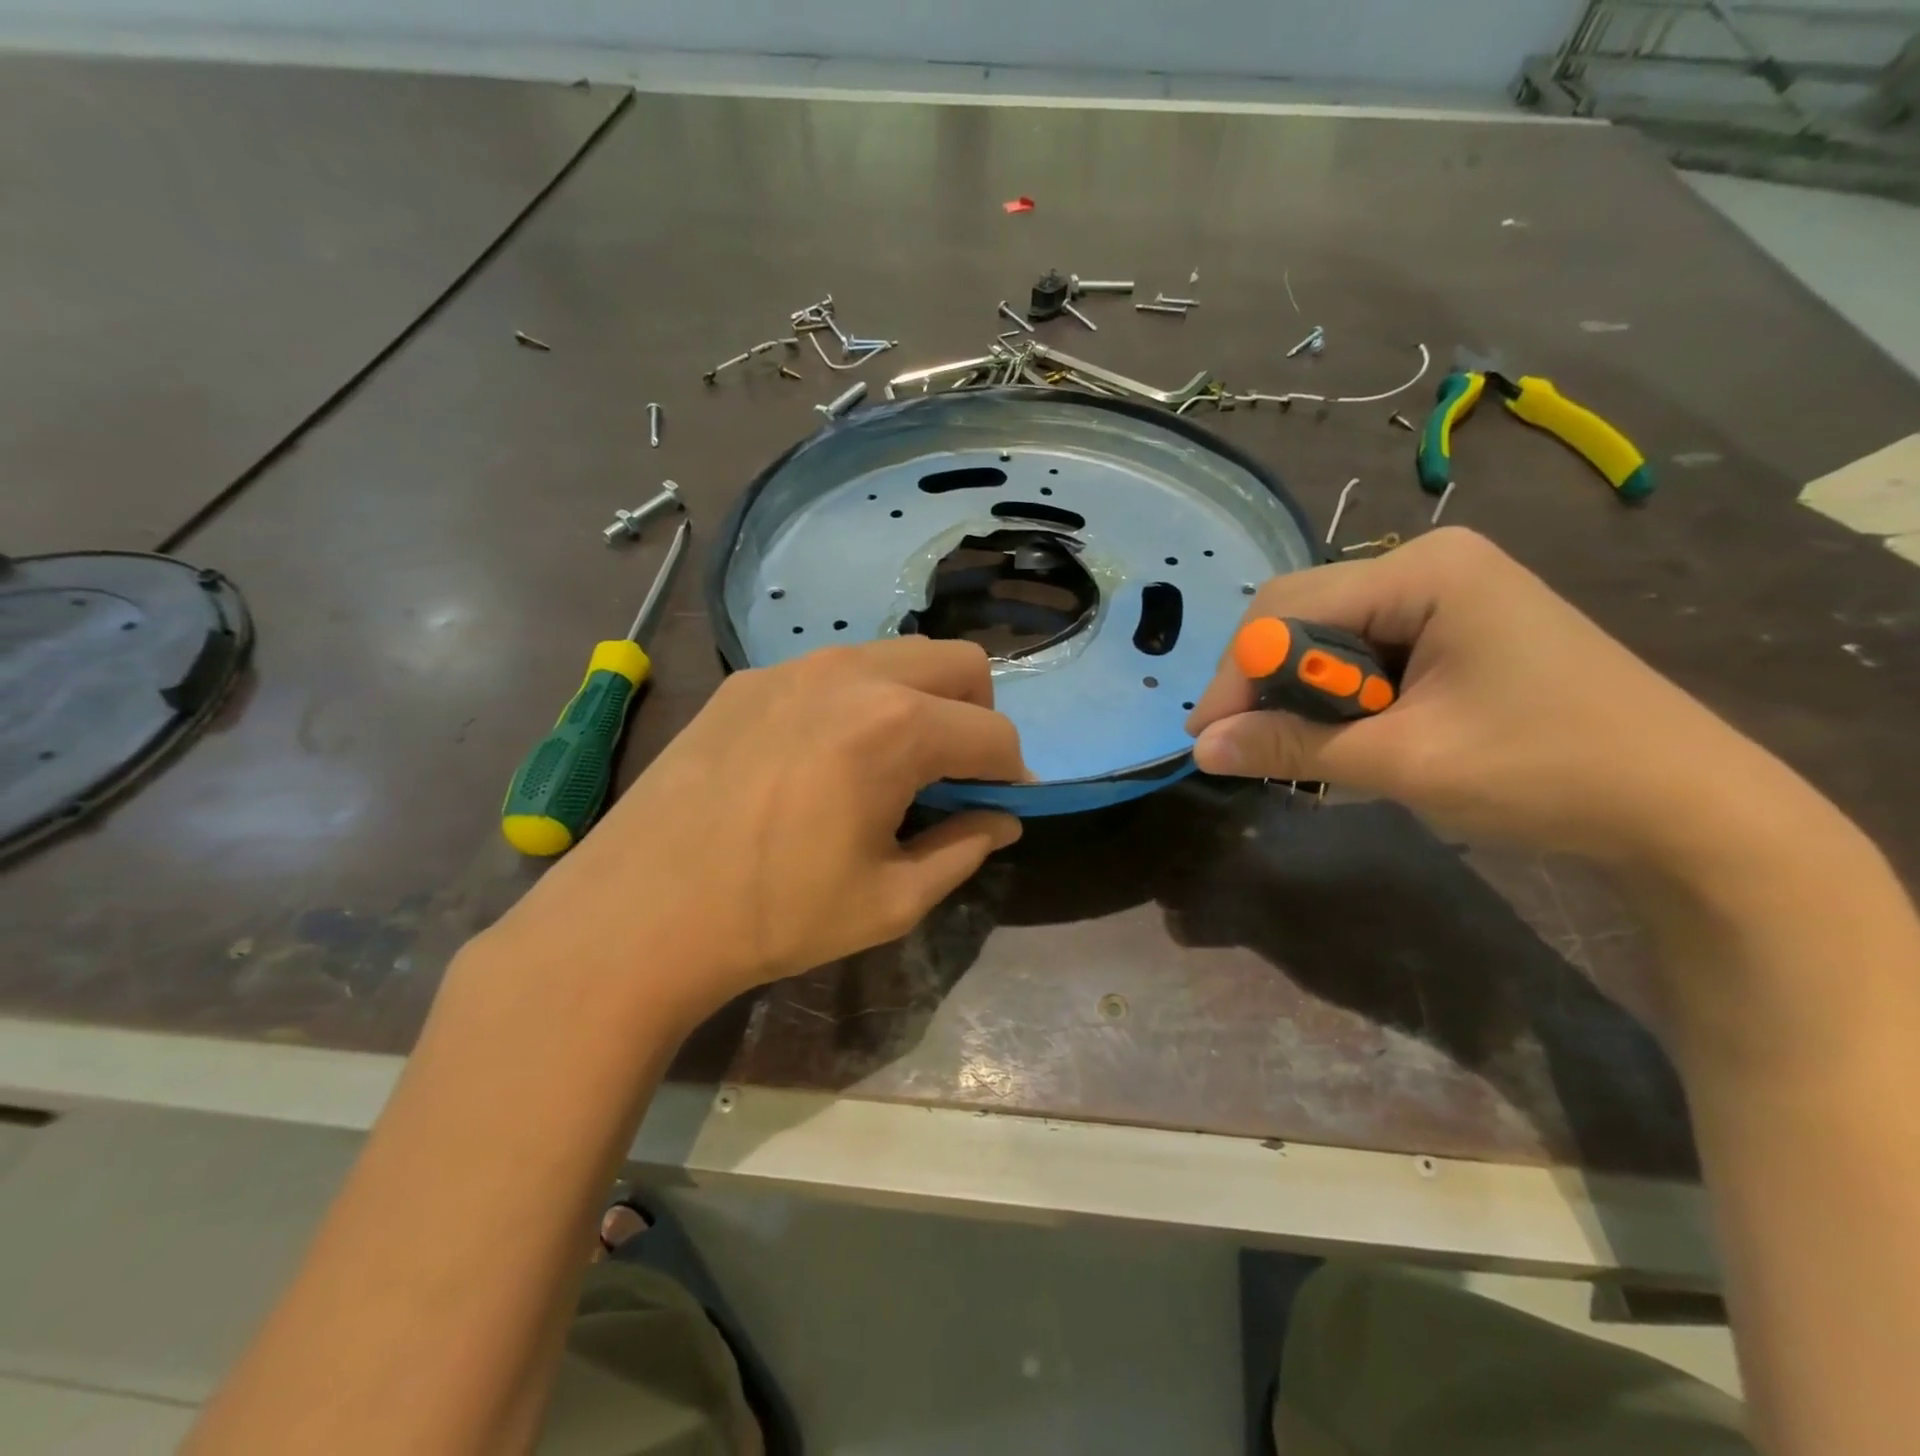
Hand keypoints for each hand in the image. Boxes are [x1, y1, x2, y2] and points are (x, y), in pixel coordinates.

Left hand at [484, 638, 1025, 1027]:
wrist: (638, 914)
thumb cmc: (775, 916)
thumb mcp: (890, 900)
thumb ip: (964, 850)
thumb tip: (1003, 819)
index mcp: (895, 727)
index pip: (993, 734)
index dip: (1013, 774)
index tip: (1003, 806)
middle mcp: (851, 673)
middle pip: (960, 663)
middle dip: (978, 717)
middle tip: (953, 775)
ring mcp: (793, 666)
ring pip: (897, 656)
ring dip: (921, 701)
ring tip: (890, 765)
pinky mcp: (748, 678)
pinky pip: (834, 670)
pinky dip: (860, 701)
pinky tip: (823, 759)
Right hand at [1185, 528, 1809, 873]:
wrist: (1686, 809)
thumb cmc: (1546, 770)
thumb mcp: (1402, 761)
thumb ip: (1291, 747)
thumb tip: (1201, 748)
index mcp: (1423, 570)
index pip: (1287, 609)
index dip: (1236, 674)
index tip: (1206, 738)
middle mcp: (1428, 564)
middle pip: (1303, 613)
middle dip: (1266, 682)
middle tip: (1241, 745)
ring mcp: (1446, 593)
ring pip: (1329, 636)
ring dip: (1302, 694)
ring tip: (1292, 749)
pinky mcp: (1455, 628)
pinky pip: (1365, 652)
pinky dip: (1340, 697)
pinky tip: (1345, 736)